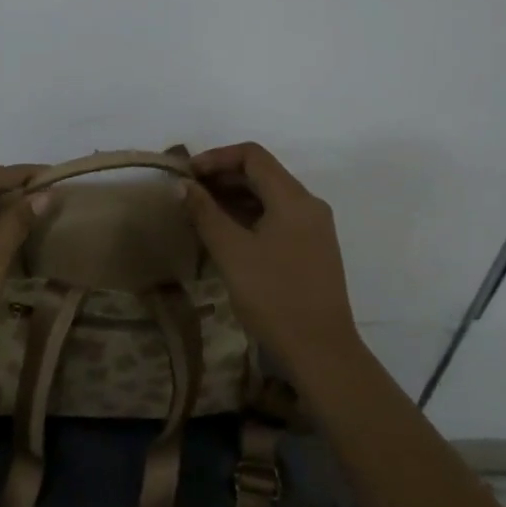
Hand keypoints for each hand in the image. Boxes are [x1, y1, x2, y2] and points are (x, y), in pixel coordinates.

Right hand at [179, 142, 359, 372]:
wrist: (321, 351)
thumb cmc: (273, 295)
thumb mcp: (231, 251)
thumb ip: (205, 212)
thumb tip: (184, 185)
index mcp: (293, 198)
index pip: (252, 155)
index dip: (216, 158)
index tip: (188, 175)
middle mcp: (308, 204)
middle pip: (262, 173)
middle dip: (223, 177)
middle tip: (188, 193)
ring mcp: (314, 228)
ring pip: (270, 196)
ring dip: (235, 197)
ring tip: (201, 213)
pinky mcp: (313, 249)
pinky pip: (278, 217)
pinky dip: (250, 216)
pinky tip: (226, 234)